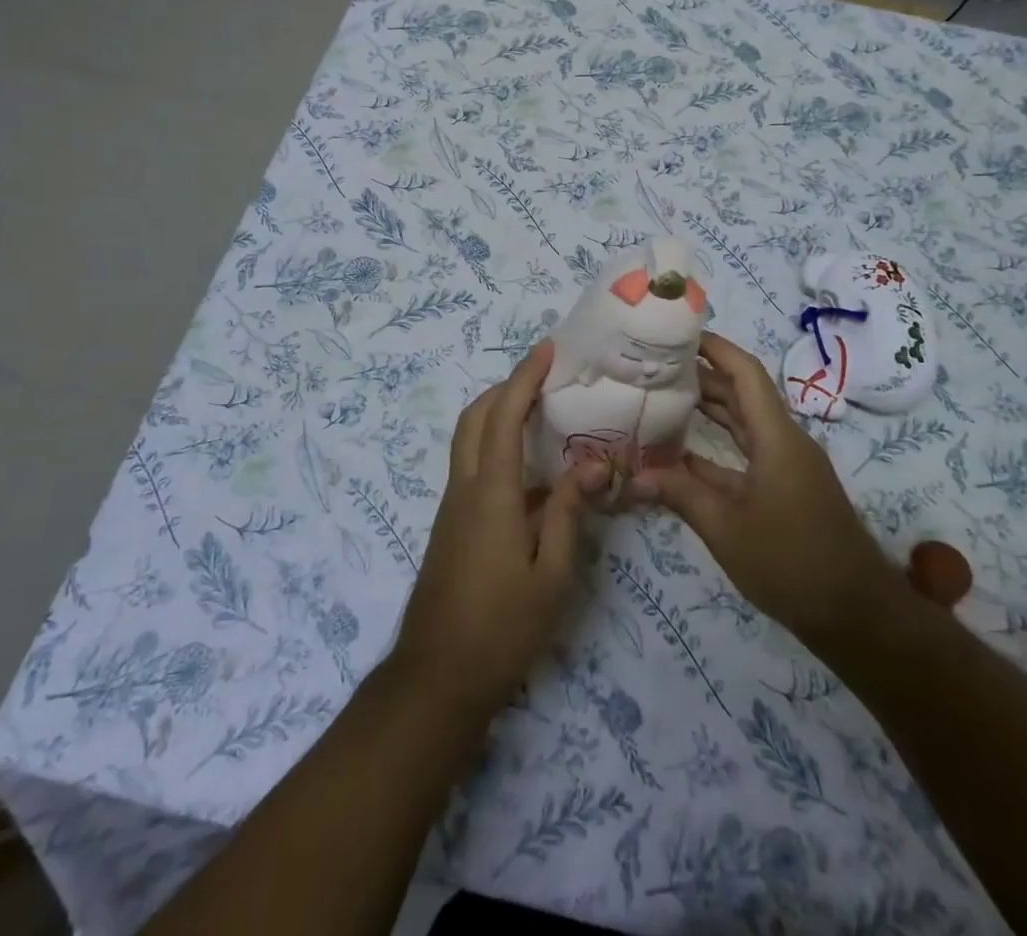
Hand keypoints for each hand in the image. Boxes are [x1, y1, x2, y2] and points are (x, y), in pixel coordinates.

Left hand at [389, 341, 604, 719]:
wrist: (437, 677)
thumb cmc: (501, 628)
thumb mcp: (551, 576)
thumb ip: (568, 514)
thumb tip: (590, 465)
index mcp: (490, 494)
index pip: (503, 418)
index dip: (524, 378)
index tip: (546, 350)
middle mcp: (464, 488)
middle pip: (474, 417)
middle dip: (505, 387)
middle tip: (543, 376)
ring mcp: (453, 506)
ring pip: (468, 439)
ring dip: (497, 412)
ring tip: (540, 410)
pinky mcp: (452, 524)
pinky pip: (472, 465)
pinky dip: (495, 444)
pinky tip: (530, 468)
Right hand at [632, 331, 902, 653]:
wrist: (855, 613)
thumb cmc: (791, 561)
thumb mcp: (726, 528)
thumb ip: (679, 494)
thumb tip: (632, 476)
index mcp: (776, 436)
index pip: (745, 373)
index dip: (715, 347)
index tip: (678, 334)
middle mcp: (783, 441)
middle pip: (742, 393)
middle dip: (702, 375)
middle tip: (657, 365)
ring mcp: (786, 465)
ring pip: (743, 423)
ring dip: (709, 409)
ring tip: (663, 395)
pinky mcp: (784, 488)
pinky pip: (746, 453)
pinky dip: (716, 447)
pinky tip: (681, 451)